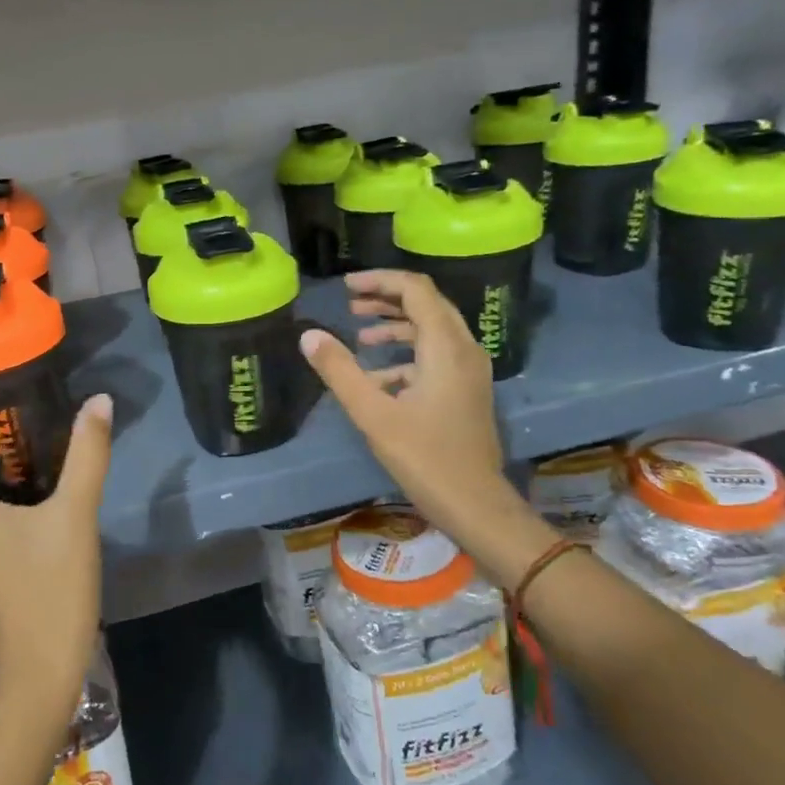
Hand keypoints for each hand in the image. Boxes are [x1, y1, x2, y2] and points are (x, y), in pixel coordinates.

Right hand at [301, 270, 551, 585]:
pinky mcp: (468, 390)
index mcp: (446, 346)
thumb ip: (339, 370)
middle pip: (427, 304)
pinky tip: (377, 379)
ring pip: (433, 330)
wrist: (475, 504)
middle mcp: (464, 349)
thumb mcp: (372, 413)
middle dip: (387, 300)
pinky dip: (407, 355)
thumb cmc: (424, 457)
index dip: (380, 281)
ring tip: (360, 336)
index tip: (346, 287)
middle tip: (351, 304)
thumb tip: (309, 335)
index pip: (416, 289)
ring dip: (396, 327)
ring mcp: (470, 371)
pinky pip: (436, 356)